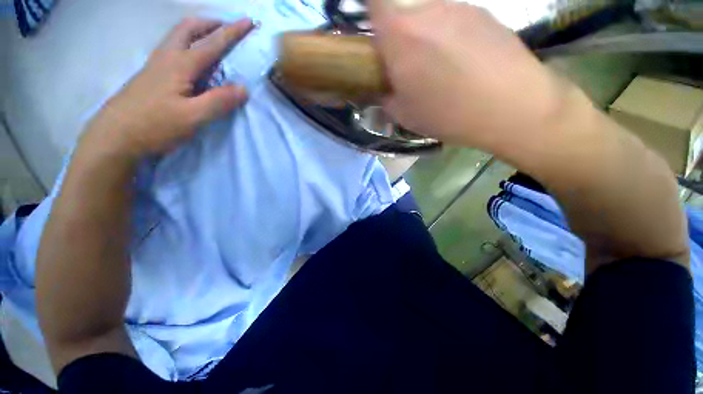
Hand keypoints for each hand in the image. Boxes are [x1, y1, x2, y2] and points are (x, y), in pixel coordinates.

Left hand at [83, 18, 254, 157]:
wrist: (114, 137)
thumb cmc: (154, 125)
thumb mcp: (193, 117)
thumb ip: (219, 101)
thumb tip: (244, 89)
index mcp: (180, 64)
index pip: (212, 43)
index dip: (232, 32)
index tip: (248, 21)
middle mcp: (166, 58)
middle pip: (187, 29)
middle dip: (210, 24)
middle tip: (227, 28)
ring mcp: (156, 66)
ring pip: (178, 38)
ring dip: (198, 33)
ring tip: (214, 41)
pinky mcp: (151, 77)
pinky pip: (173, 52)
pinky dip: (189, 47)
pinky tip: (195, 62)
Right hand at [369, 0, 567, 150]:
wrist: (509, 107)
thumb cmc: (446, 114)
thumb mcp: (403, 114)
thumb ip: (385, 96)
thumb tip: (383, 88)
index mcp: (400, 34)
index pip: (375, 1)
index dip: (371, 11)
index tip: (374, 33)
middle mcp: (427, 10)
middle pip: (402, 8)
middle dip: (397, 32)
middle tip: (405, 62)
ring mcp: (458, 7)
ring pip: (428, 14)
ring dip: (423, 34)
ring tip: (436, 65)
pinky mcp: (482, 13)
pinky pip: (453, 18)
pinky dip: (447, 34)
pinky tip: (460, 59)